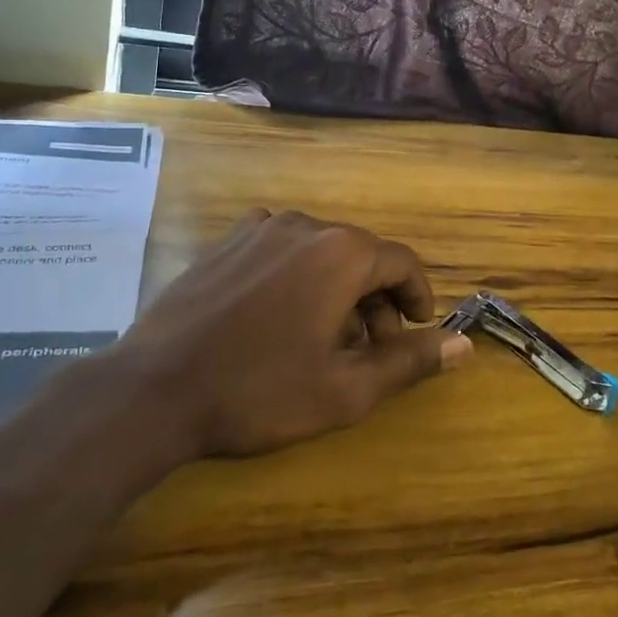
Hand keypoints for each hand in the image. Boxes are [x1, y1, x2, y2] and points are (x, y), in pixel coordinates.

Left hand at [117, 210, 470, 457]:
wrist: (153, 389)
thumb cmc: (259, 391)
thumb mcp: (345, 389)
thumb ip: (410, 361)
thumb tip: (465, 345)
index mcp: (342, 252)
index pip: (403, 262)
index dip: (417, 298)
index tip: (415, 332)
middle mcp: (306, 225)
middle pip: (362, 256)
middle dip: (375, 300)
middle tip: (367, 350)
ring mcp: (260, 228)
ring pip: (321, 252)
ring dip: (336, 290)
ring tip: (321, 339)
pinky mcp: (227, 241)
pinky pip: (281, 250)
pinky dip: (296, 277)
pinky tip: (276, 318)